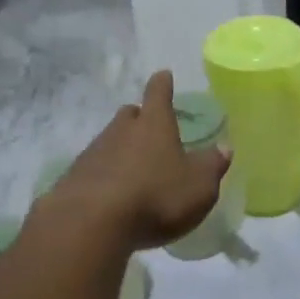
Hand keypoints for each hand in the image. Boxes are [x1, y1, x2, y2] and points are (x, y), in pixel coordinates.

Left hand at [50, 71, 229, 250]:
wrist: (91, 223)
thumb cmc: (155, 196)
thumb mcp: (198, 186)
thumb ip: (212, 165)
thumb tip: (224, 147)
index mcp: (154, 124)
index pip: (158, 93)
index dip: (163, 84)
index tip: (163, 75)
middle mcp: (121, 130)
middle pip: (130, 115)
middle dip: (139, 118)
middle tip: (149, 127)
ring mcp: (94, 152)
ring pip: (110, 140)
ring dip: (121, 148)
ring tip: (134, 168)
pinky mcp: (74, 177)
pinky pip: (94, 168)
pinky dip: (105, 174)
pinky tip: (112, 194)